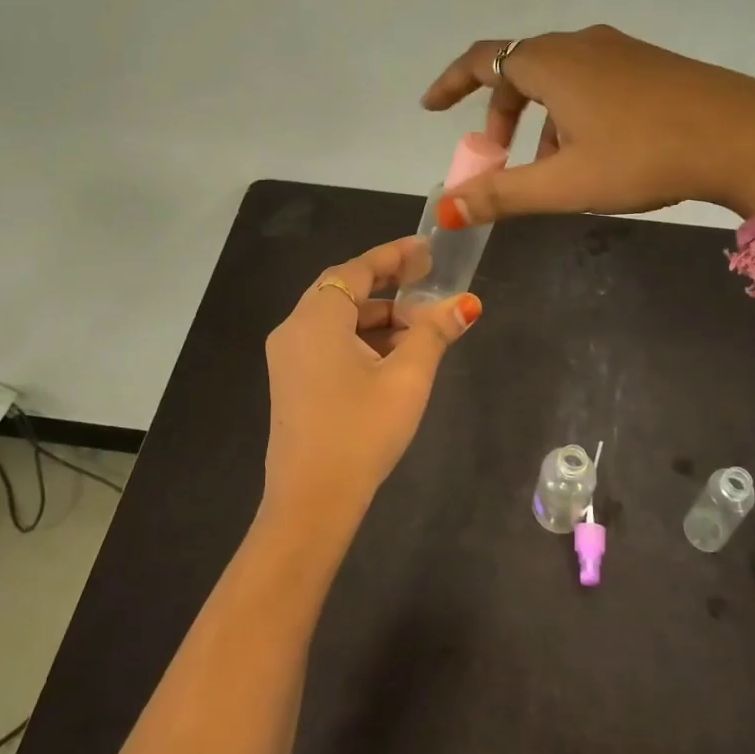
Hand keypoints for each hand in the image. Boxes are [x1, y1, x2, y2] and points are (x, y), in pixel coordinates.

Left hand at [262, 236, 480, 528]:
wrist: (311, 504)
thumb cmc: (361, 431)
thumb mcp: (408, 378)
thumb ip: (434, 333)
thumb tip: (466, 303)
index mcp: (316, 318)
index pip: (357, 269)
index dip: (393, 255)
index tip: (427, 249)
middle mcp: (294, 329)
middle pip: (345, 292)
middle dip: (389, 288)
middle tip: (430, 285)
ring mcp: (288, 358)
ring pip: (338, 321)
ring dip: (379, 318)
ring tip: (423, 329)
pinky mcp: (292, 382)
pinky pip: (329, 344)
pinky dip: (362, 341)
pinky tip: (395, 358)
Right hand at [421, 25, 754, 223]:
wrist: (745, 136)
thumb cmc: (644, 156)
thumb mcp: (565, 183)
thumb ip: (502, 195)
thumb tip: (447, 209)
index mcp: (551, 63)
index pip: (482, 60)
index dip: (451, 83)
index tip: (431, 107)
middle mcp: (581, 44)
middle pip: (520, 70)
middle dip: (501, 114)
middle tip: (497, 156)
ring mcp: (620, 50)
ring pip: (559, 79)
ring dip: (540, 120)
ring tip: (551, 168)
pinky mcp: (650, 63)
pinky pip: (592, 81)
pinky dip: (573, 113)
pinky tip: (597, 153)